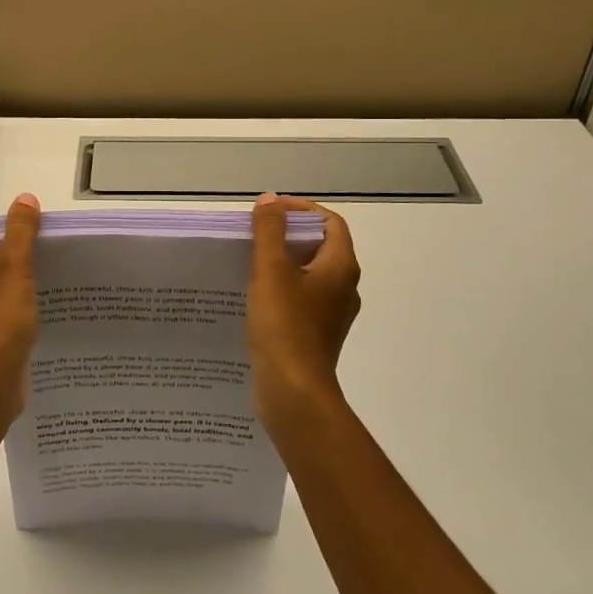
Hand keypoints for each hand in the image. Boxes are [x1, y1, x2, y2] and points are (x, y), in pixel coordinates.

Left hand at [0, 194, 40, 427]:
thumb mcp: (13, 270)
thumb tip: (24, 199)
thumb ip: (20, 232)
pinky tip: (49, 308)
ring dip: (26, 281)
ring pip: (1, 286)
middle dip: (24, 254)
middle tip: (57, 252)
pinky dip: (24, 306)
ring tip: (59, 277)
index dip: (13, 227)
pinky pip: (6, 311)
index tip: (44, 230)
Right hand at [248, 193, 360, 442]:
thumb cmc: (285, 327)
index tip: (269, 212)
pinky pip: (300, 300)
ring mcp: (331, 315)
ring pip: (309, 275)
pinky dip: (281, 289)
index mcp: (341, 268)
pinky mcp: (315, 336)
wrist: (293, 393)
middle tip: (254, 234)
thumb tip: (271, 200)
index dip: (302, 210)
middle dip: (288, 236)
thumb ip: (270, 231)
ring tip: (248, 262)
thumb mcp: (272, 271)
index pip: (330, 223)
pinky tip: (253, 296)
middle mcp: (344, 289)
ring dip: (282, 263)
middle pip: (320, 247)